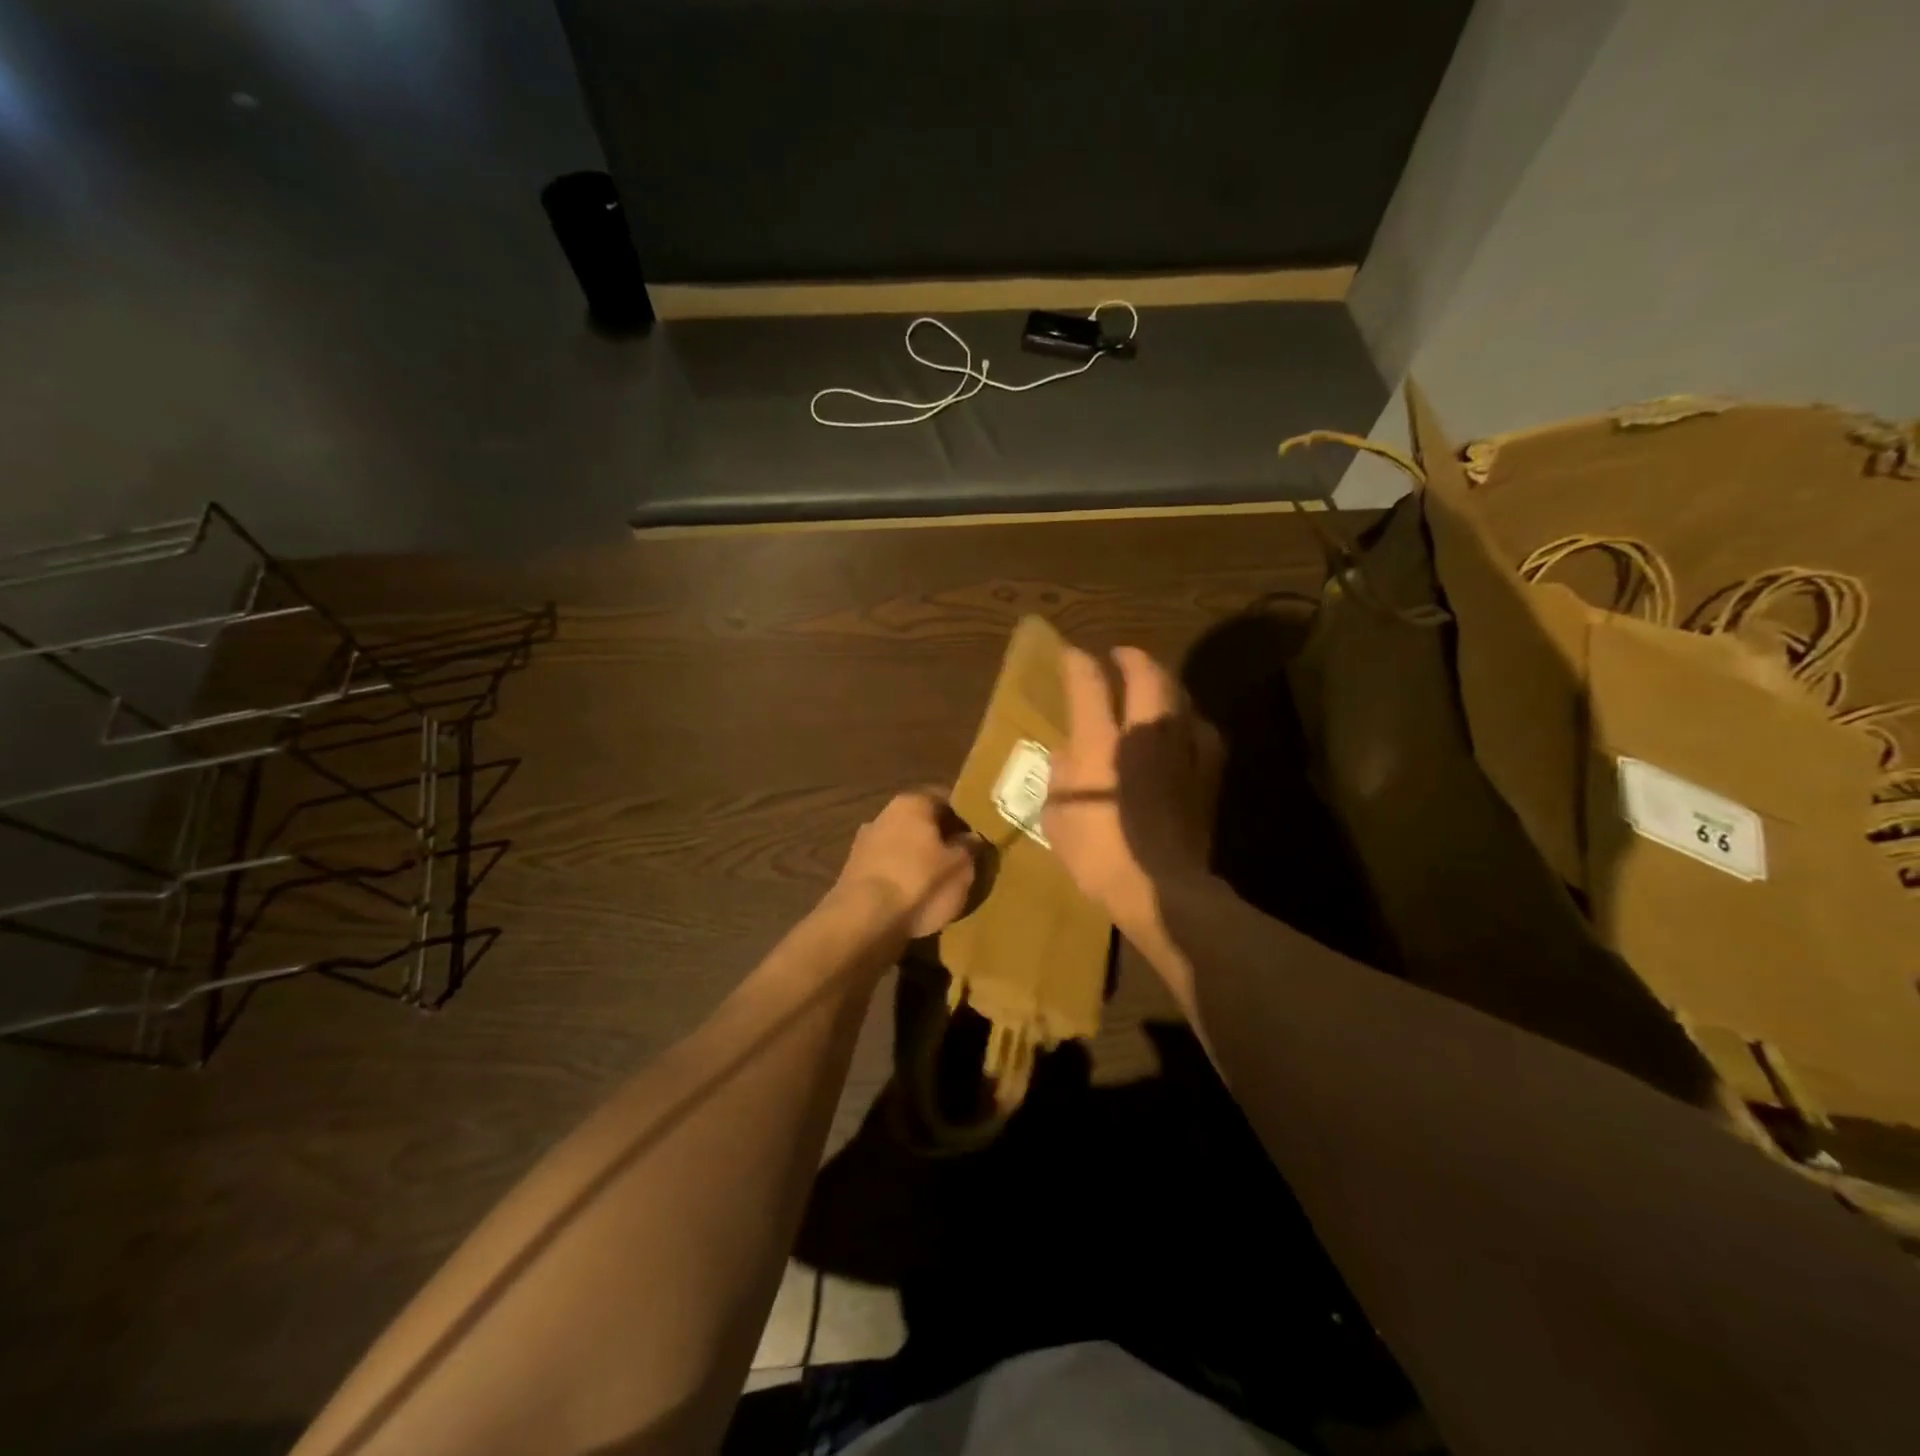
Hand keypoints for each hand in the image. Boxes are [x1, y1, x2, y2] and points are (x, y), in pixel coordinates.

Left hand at [834, 790, 981, 939]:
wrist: (863, 920)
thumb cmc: (918, 882)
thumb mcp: (960, 867)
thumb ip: (969, 848)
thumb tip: (972, 837)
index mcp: (912, 803)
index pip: (945, 798)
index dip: (964, 814)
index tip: (978, 831)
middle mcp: (884, 815)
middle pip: (920, 821)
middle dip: (940, 836)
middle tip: (962, 856)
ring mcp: (864, 843)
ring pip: (902, 845)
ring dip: (918, 858)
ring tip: (939, 880)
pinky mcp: (854, 872)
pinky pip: (888, 868)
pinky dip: (901, 877)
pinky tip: (914, 896)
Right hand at [1044, 645, 1221, 959]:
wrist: (1160, 888)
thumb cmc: (1097, 853)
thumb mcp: (1056, 816)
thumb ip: (1060, 775)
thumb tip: (1069, 753)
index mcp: (1101, 742)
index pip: (1089, 682)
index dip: (1078, 661)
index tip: (1071, 653)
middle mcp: (1145, 733)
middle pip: (1146, 674)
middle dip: (1131, 657)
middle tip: (1120, 656)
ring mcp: (1182, 751)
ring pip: (1180, 697)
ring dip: (1164, 684)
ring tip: (1154, 686)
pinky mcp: (1208, 774)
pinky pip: (1204, 732)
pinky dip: (1191, 722)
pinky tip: (1186, 730)